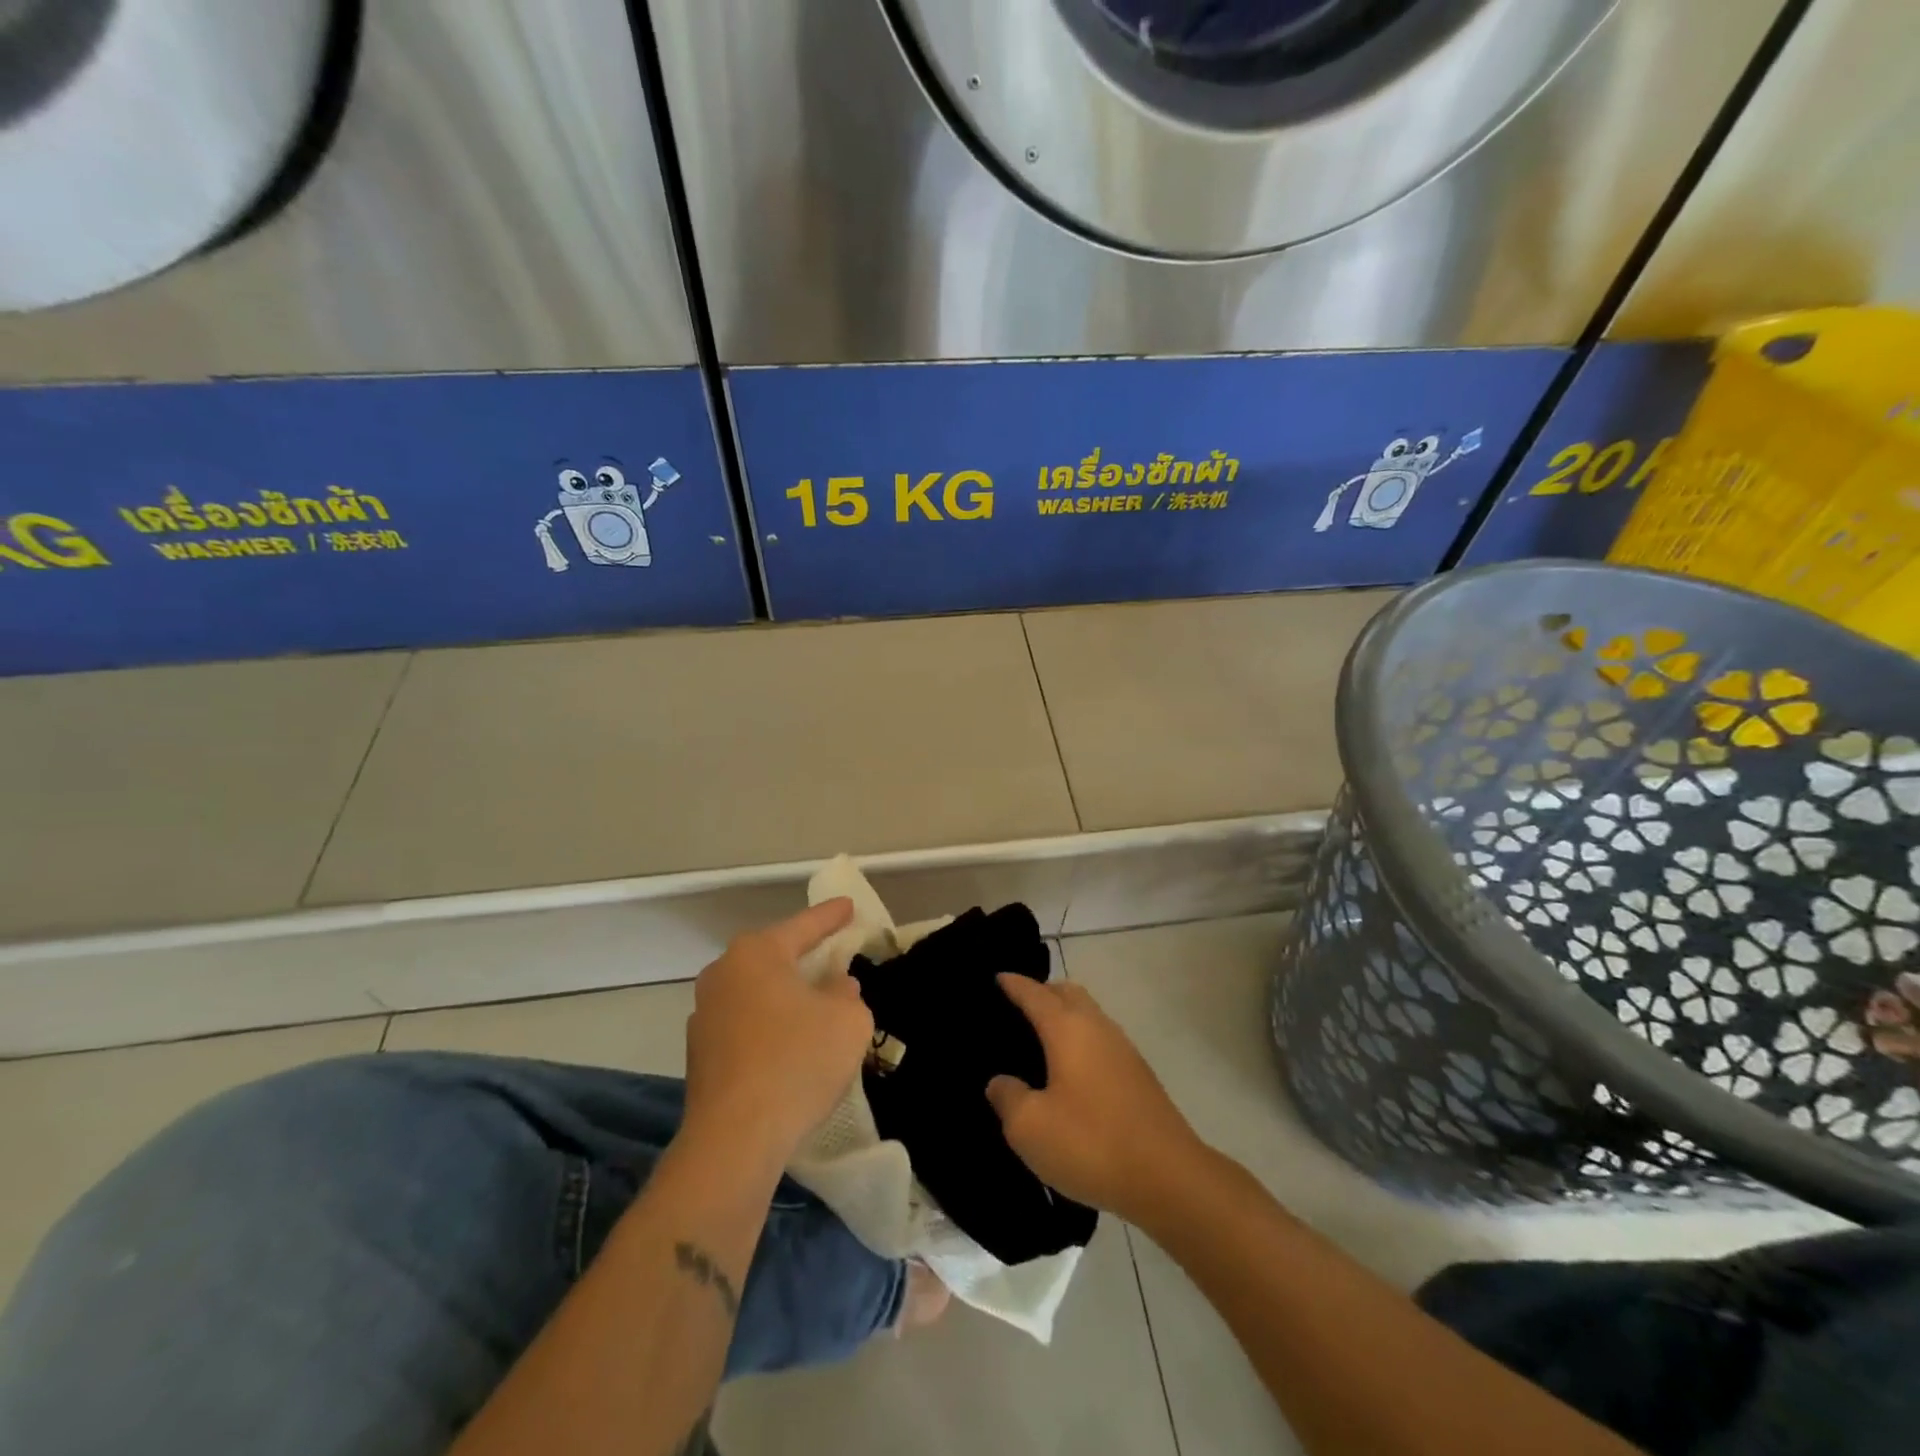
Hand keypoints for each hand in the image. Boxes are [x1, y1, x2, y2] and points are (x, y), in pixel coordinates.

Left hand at [683, 899, 872, 1167]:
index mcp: (756, 954)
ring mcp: (704, 1015)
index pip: (803, 926)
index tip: (849, 906)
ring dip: (785, 995)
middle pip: (774, 957)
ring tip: (814, 1005)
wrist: (735, 1140)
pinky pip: (745, 1024)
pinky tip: (789, 1047)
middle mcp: (723, 974)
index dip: (831, 916)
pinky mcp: (699, 1054)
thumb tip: (835, 985)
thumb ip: (847, 992)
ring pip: (757, 992)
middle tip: (833, 954)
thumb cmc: (797, 1062)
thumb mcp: (847, 1020)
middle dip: (804, 956)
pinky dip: (768, 1026)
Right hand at [986, 976, 1205, 1221]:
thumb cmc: (1091, 1143)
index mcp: (1067, 1028)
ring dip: (1065, 1017)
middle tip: (1017, 1009)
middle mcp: (1097, 1027)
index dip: (1013, 984)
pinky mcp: (1139, 1075)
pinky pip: (1101, 1040)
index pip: (1034, 993)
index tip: (997, 977)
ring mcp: (1123, 1049)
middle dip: (1042, 993)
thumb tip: (1001, 1081)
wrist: (1169, 1178)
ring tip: (1041, 1041)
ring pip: (1089, 1015)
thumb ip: (1007, 1097)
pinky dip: (1081, 1041)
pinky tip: (1071, 1073)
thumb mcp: (1030, 1128)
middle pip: (1067, 993)